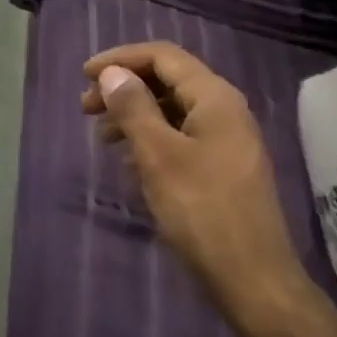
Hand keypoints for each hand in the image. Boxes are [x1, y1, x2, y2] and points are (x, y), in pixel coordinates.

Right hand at [83, 41, 325, 336]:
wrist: (253, 279)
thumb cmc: (202, 211)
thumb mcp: (158, 155)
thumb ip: (134, 108)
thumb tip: (112, 74)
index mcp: (215, 98)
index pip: (163, 56)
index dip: (121, 59)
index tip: (83, 76)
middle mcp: (226, 110)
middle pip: (168, 80)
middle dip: (125, 87)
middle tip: (85, 108)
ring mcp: (228, 140)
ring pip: (173, 110)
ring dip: (135, 114)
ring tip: (102, 137)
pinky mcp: (223, 168)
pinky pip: (181, 136)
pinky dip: (151, 138)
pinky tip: (130, 160)